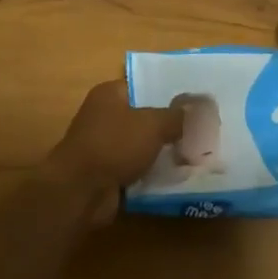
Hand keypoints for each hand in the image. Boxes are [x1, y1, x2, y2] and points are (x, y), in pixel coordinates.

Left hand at [42, 81, 182, 224]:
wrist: (80, 192)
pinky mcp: (105, 173)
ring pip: (140, 145)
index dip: (167, 93)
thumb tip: (195, 107)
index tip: (191, 103)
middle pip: (143, 117)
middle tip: (197, 130)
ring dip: (159, 152)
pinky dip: (150, 173)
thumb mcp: (152, 124)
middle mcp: (103, 116)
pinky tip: (175, 176)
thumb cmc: (114, 145)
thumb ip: (175, 116)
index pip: (143, 86)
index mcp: (109, 94)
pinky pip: (135, 168)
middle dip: (167, 125)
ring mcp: (103, 146)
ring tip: (192, 153)